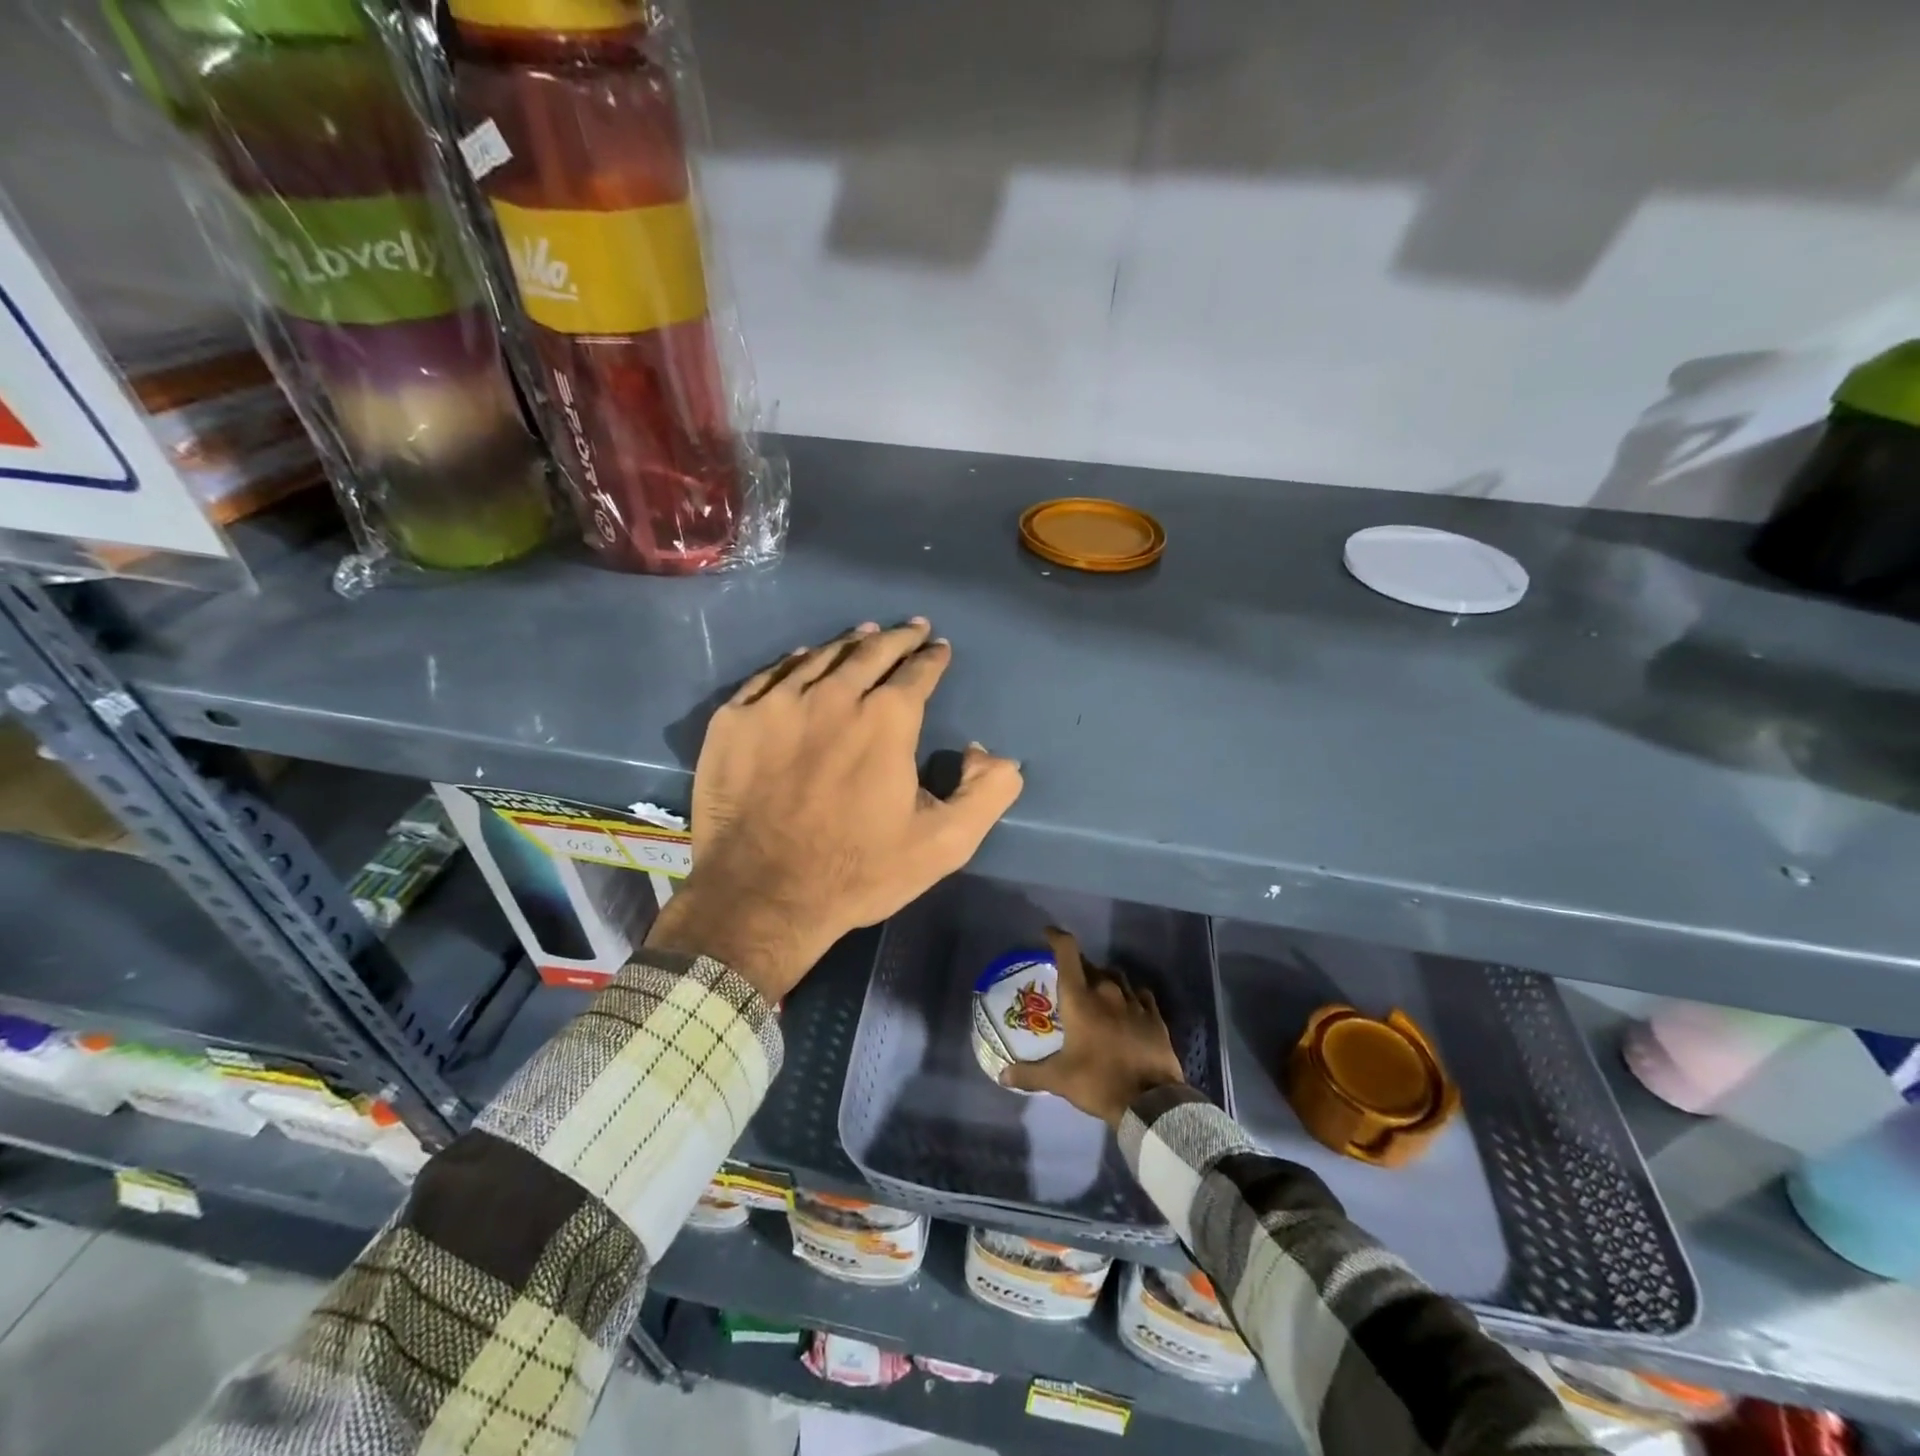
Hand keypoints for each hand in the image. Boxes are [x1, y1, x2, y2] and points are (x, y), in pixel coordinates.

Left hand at [648, 619, 1024, 1002]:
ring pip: (820, 657)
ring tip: (865, 633)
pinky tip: (803, 658)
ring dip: (849, 643)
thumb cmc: (857, 871)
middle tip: (911, 628)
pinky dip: (795, 661)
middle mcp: (832, 696)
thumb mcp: (944, 844)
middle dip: (897, 637)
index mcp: (885, 720)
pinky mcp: (734, 721)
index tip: (939, 648)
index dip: (932, 658)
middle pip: (870, 651)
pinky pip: (770, 675)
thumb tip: (988, 752)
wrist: (761, 897)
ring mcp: (777, 704)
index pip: (917, 672)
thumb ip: (986, 793)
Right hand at [1001, 928, 1185, 1125]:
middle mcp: (1106, 991)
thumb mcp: (1059, 1080)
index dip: (1056, 937)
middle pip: (1090, 965)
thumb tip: (1002, 1076)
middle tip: (1069, 981)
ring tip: (1097, 992)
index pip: (1068, 952)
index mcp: (1080, 998)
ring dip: (1104, 979)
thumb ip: (1029, 1074)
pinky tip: (1127, 1006)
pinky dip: (1130, 995)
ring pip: (1116, 977)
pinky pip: (1140, 994)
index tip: (1047, 933)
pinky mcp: (1154, 1015)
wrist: (1150, 1102)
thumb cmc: (1098, 1081)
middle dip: (1078, 967)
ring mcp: (1134, 1001)